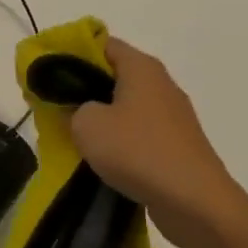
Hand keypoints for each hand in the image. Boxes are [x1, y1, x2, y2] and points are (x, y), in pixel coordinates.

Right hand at [71, 38, 241, 246]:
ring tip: (75, 138)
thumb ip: (72, 108)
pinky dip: (121, 141)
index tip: (50, 75)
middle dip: (84, 90)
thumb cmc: (138, 151)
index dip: (73, 54)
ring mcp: (172, 115)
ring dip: (102, 119)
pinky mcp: (177, 145)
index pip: (102, 43)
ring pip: (126, 107)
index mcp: (141, 67)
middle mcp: (160, 83)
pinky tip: (104, 161)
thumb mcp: (87, 125)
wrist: (196, 204)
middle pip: (114, 75)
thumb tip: (78, 110)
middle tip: (57, 108)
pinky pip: (140, 133)